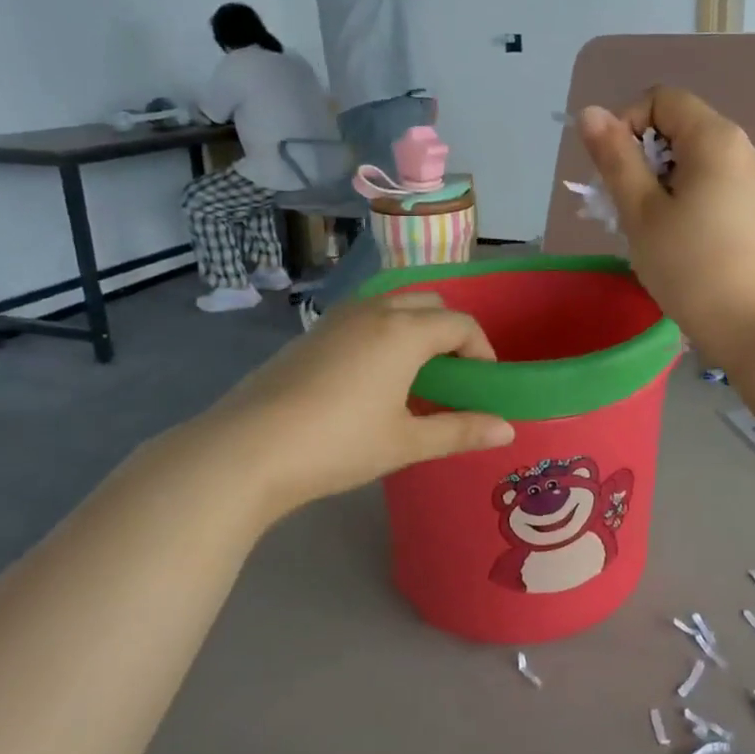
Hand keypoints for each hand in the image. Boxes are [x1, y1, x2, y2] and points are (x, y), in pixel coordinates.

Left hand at [170, 292, 513, 515]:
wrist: (246, 450)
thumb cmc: (338, 444)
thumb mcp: (406, 442)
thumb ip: (461, 431)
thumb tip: (508, 429)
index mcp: (404, 331)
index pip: (460, 324)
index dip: (482, 350)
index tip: (485, 384)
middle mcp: (375, 311)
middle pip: (429, 303)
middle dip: (451, 332)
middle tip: (454, 375)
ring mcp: (338, 318)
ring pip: (394, 305)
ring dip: (416, 328)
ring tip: (417, 375)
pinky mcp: (312, 333)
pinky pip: (364, 317)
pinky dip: (385, 333)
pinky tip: (374, 377)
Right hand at [577, 88, 754, 364]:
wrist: (752, 323)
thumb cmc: (689, 264)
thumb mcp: (640, 210)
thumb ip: (614, 157)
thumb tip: (590, 112)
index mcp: (715, 138)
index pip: (661, 100)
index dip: (628, 124)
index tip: (614, 172)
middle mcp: (740, 147)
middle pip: (677, 127)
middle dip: (640, 157)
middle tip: (623, 205)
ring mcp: (751, 178)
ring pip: (690, 158)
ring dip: (657, 180)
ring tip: (644, 225)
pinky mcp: (753, 206)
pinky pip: (708, 182)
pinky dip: (681, 195)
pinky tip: (672, 235)